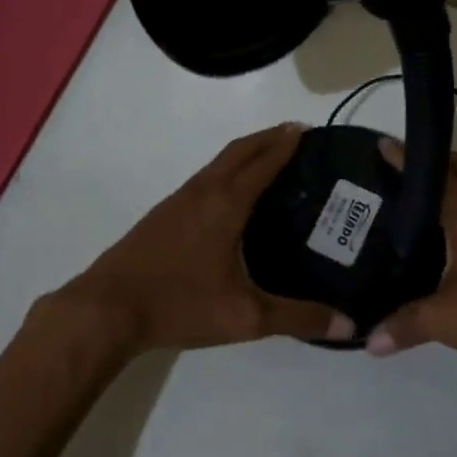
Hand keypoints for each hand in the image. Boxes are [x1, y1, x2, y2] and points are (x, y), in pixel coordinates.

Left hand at [39, 124, 348, 356]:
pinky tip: (233, 195)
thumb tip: (350, 325)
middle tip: (299, 135)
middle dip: (270, 137)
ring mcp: (178, 200)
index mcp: (226, 203)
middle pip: (240, 150)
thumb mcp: (245, 316)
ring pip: (219, 162)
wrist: (106, 309)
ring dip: (247, 152)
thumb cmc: (179, 304)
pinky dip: (228, 170)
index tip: (312, 131)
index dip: (288, 144)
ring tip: (273, 159)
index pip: (264, 161)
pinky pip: (205, 178)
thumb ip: (298, 318)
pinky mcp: (163, 214)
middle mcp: (203, 191)